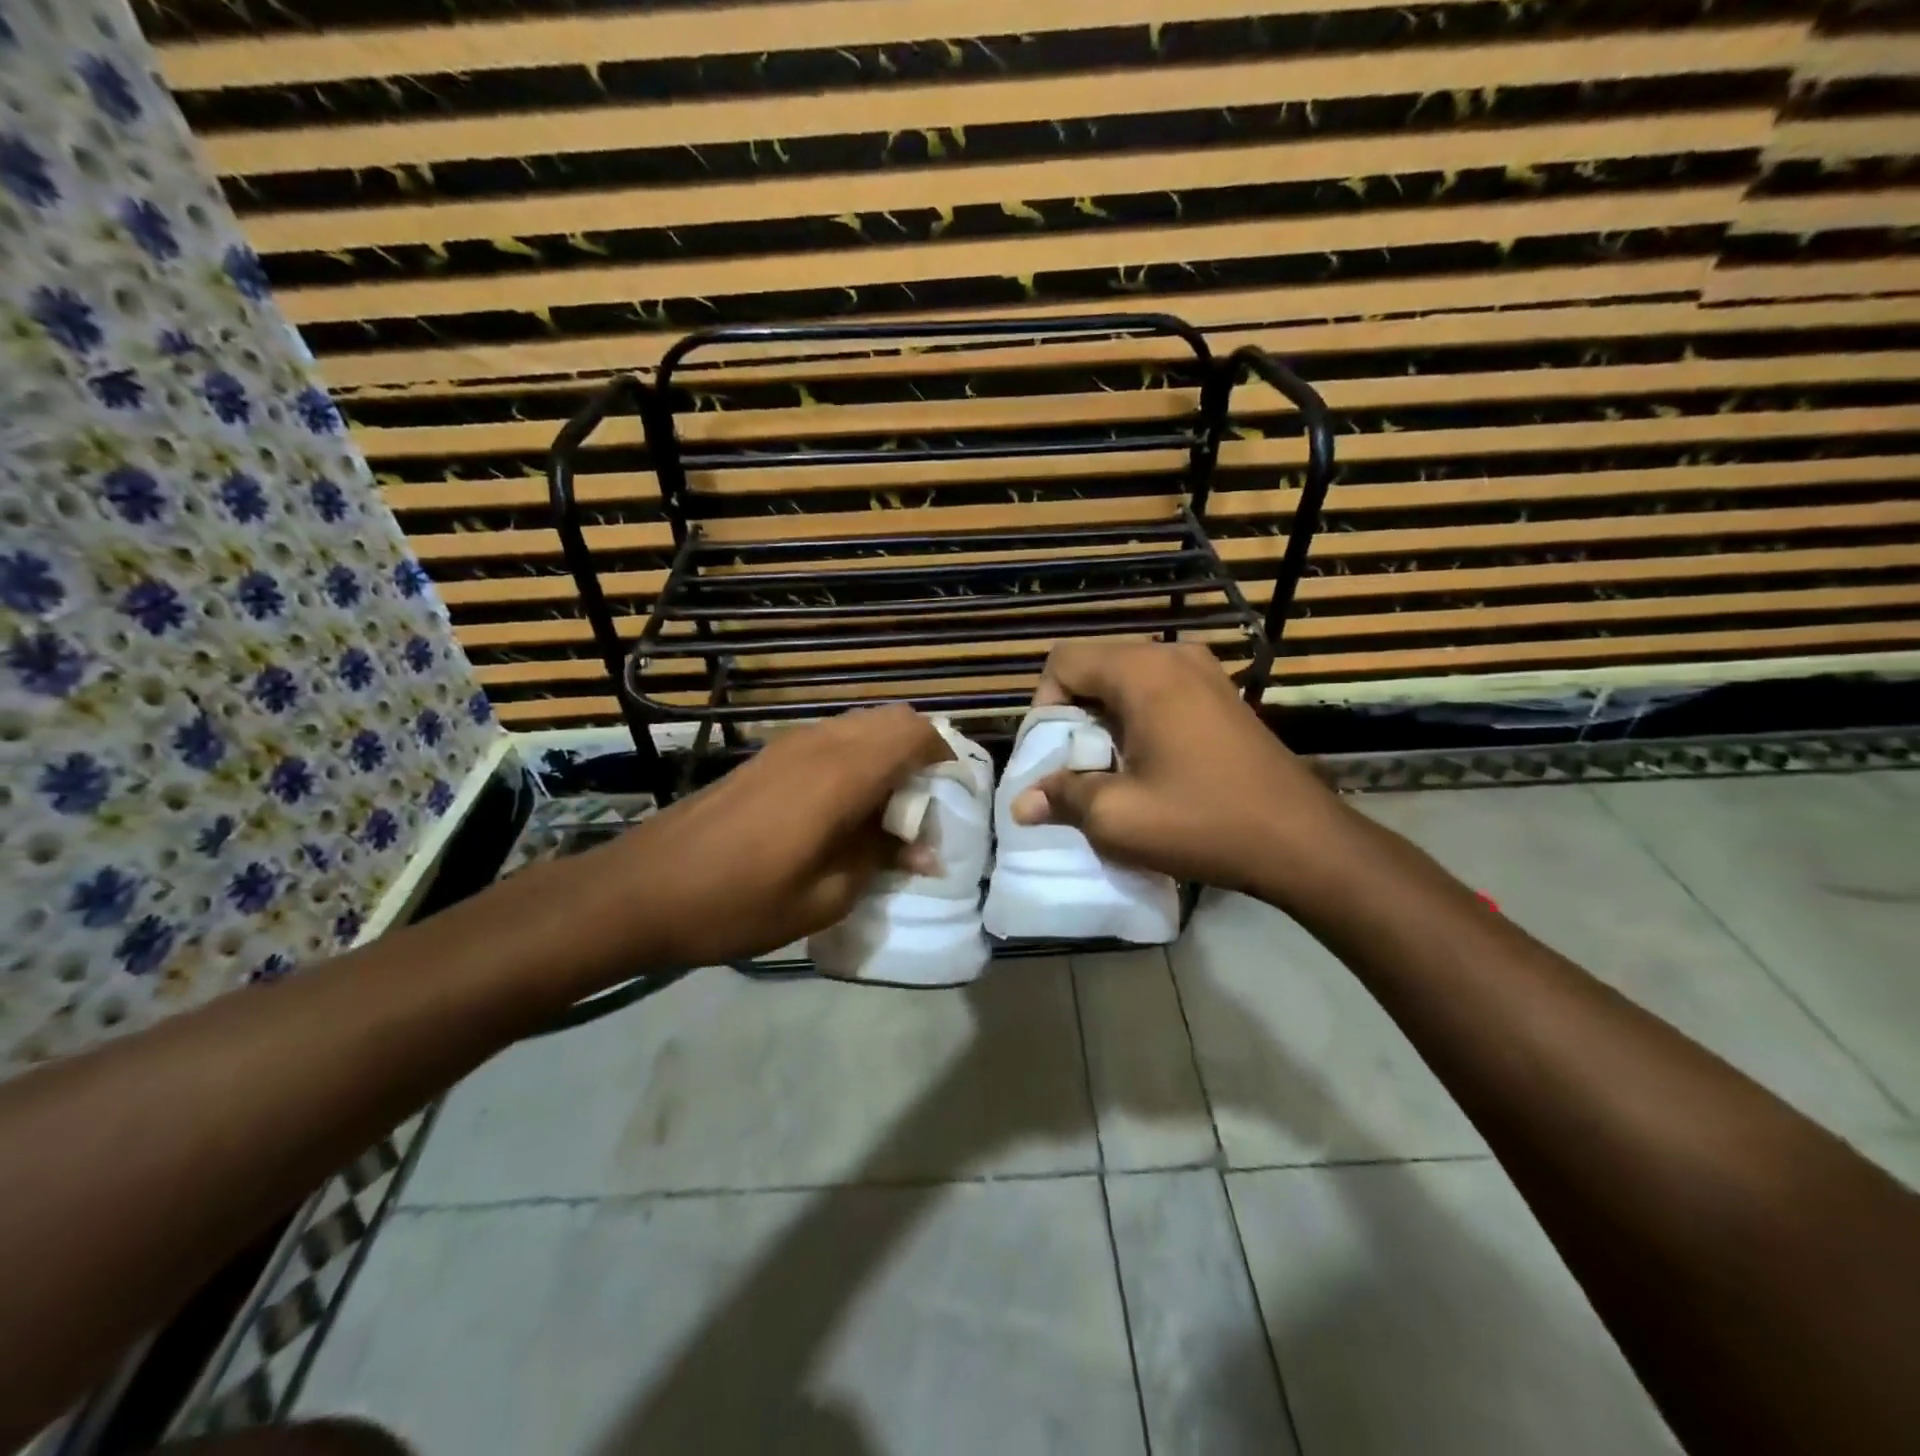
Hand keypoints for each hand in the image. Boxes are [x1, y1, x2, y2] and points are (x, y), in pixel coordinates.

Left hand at [586, 705, 949, 969]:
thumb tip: (927, 851)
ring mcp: (788, 745)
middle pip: (891, 720)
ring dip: (886, 755)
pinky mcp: (765, 756)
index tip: (954, 798)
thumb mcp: (825, 896)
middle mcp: (820, 743)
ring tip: (887, 811)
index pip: (915, 733)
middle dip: (920, 753)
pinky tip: (842, 810)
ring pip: (859, 726)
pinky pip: (830, 739)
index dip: (945, 757)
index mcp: (842, 773)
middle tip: (925, 807)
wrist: (643, 889)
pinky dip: (854, 760)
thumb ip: (882, 860)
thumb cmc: (740, 901)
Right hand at [1011, 642, 1348, 899]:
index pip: (1063, 661)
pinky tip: (1149, 765)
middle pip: (1094, 666)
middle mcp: (1173, 656)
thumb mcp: (1117, 818)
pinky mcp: (1222, 695)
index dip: (1043, 705)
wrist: (1301, 841)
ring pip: (1125, 680)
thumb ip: (1061, 798)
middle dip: (1073, 715)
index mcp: (1143, 672)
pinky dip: (1137, 720)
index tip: (1053, 755)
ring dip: (1104, 720)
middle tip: (1076, 767)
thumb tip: (1022, 802)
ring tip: (1110, 769)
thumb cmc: (1203, 822)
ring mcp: (1204, 672)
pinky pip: (1158, 691)